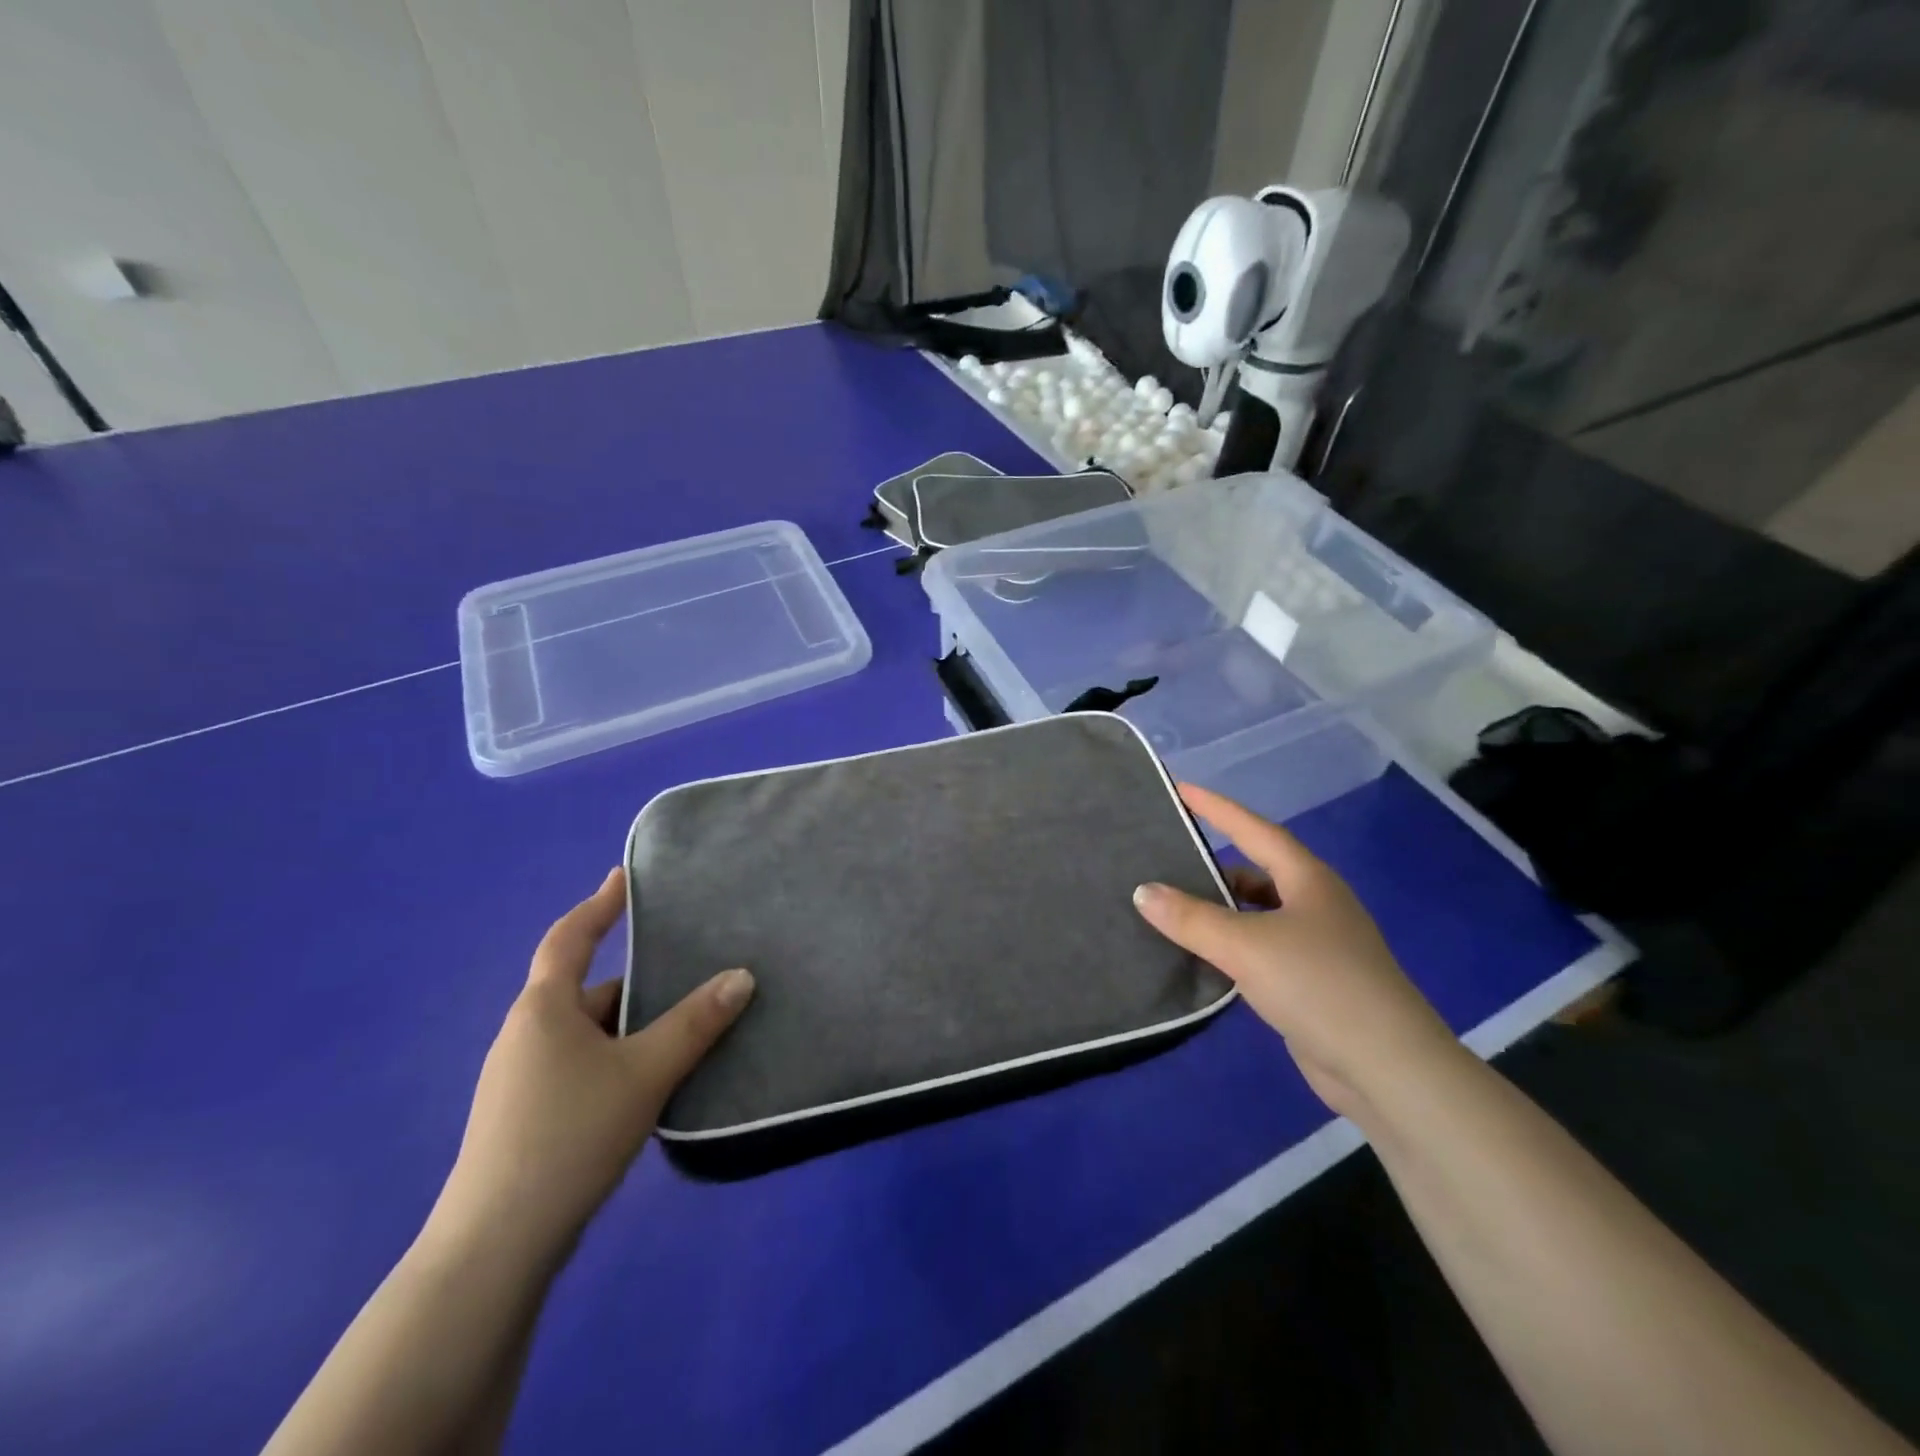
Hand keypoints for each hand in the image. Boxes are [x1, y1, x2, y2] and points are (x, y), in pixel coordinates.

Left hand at [430, 868, 753, 1258]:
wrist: (493, 1249)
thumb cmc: (568, 1136)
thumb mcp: (644, 1072)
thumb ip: (695, 1023)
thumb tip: (742, 977)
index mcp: (543, 1008)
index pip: (570, 937)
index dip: (600, 904)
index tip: (625, 876)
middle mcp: (526, 1035)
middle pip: (586, 990)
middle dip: (637, 982)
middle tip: (688, 971)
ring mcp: (520, 1080)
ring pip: (588, 1033)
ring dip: (631, 1027)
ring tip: (684, 1030)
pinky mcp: (526, 1118)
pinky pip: (581, 1066)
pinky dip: (617, 1060)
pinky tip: (650, 1084)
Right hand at [1133, 784, 1462, 1122]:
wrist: (1386, 1067)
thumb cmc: (1318, 985)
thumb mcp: (1246, 945)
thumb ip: (1191, 918)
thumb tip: (1143, 891)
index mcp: (1308, 880)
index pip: (1254, 829)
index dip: (1216, 808)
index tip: (1180, 789)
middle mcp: (1315, 903)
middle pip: (1256, 870)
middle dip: (1213, 864)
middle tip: (1165, 858)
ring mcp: (1318, 944)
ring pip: (1258, 912)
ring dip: (1220, 910)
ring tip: (1172, 908)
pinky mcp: (1312, 981)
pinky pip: (1260, 948)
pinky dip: (1231, 945)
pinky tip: (1202, 957)